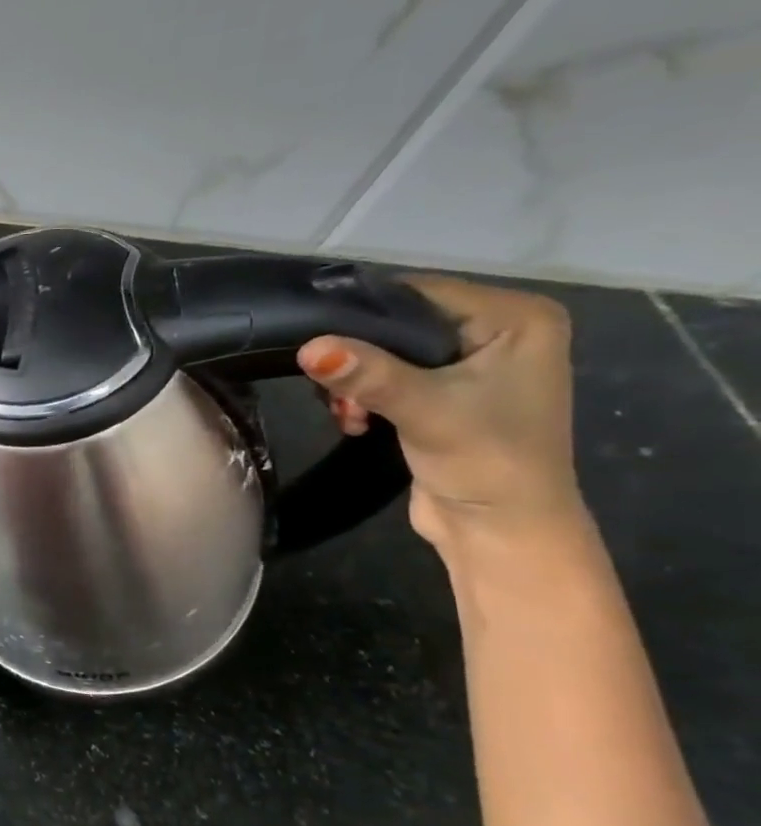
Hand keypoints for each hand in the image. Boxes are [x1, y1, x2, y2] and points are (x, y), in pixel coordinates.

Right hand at [297, 276, 583, 548]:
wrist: (501, 532)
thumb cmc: (486, 463)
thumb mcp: (425, 411)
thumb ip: (369, 375)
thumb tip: (308, 347)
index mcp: (518, 318)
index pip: (419, 293)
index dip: (363, 315)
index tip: (316, 343)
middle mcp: (499, 330)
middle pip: (399, 322)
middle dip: (356, 356)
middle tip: (334, 392)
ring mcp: (473, 362)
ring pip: (386, 350)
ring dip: (355, 380)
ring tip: (346, 413)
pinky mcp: (446, 392)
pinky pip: (388, 374)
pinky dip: (363, 393)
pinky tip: (354, 418)